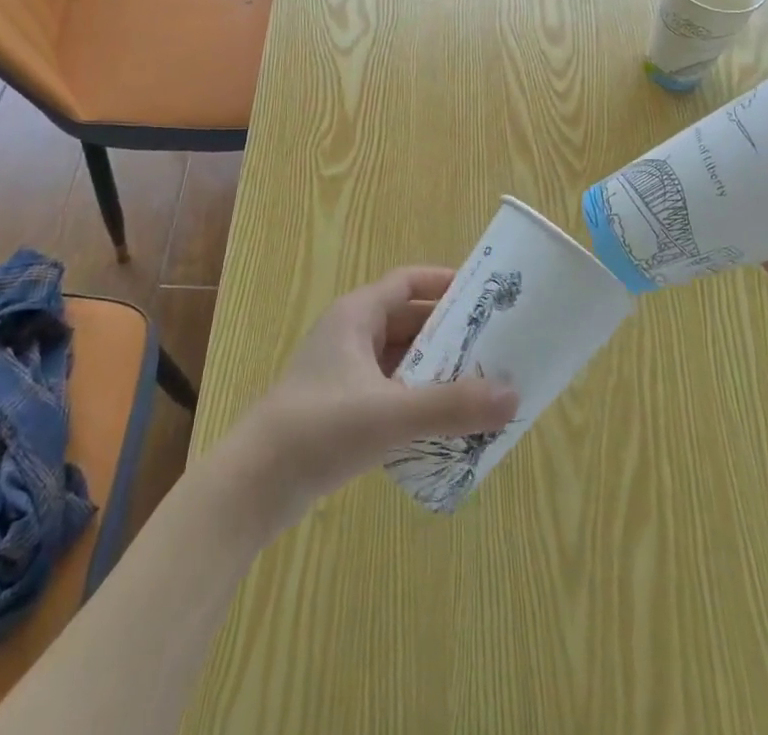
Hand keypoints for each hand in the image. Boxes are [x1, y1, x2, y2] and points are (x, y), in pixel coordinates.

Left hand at [214, 267, 518, 533]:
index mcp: (356, 315)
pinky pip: (391, 391)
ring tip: (480, 386)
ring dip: (436, 370)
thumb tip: (513, 396)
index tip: (484, 295)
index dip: (444, 283)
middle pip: (408, 321)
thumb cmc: (319, 429)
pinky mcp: (342, 409)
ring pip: (400, 359)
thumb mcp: (390, 414)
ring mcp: (344, 373)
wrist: (254, 486)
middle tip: (495, 347)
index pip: (407, 282)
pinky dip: (418, 398)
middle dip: (449, 333)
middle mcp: (350, 335)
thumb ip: (451, 406)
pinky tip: (445, 424)